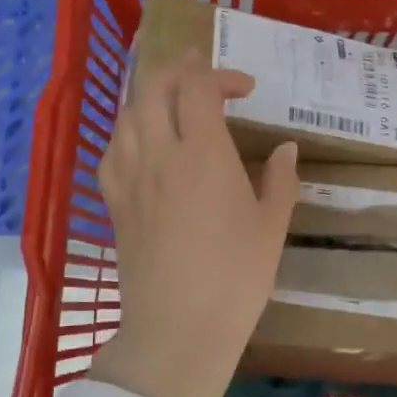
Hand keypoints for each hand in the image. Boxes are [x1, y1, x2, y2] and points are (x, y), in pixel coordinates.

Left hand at [89, 51, 298, 396]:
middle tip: (199, 69)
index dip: (222, 76)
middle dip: (177, 68)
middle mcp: (159, 154)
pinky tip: (140, 144)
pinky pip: (110, 152)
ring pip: (127, 115)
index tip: (246, 89)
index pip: (200, 89)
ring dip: (149, 96)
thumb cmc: (236, 278)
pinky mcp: (114, 204)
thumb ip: (280, 180)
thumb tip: (286, 148)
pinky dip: (126, 133)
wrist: (178, 328)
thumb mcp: (271, 227)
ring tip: (170, 100)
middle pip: (154, 87)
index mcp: (203, 154)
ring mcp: (130, 178)